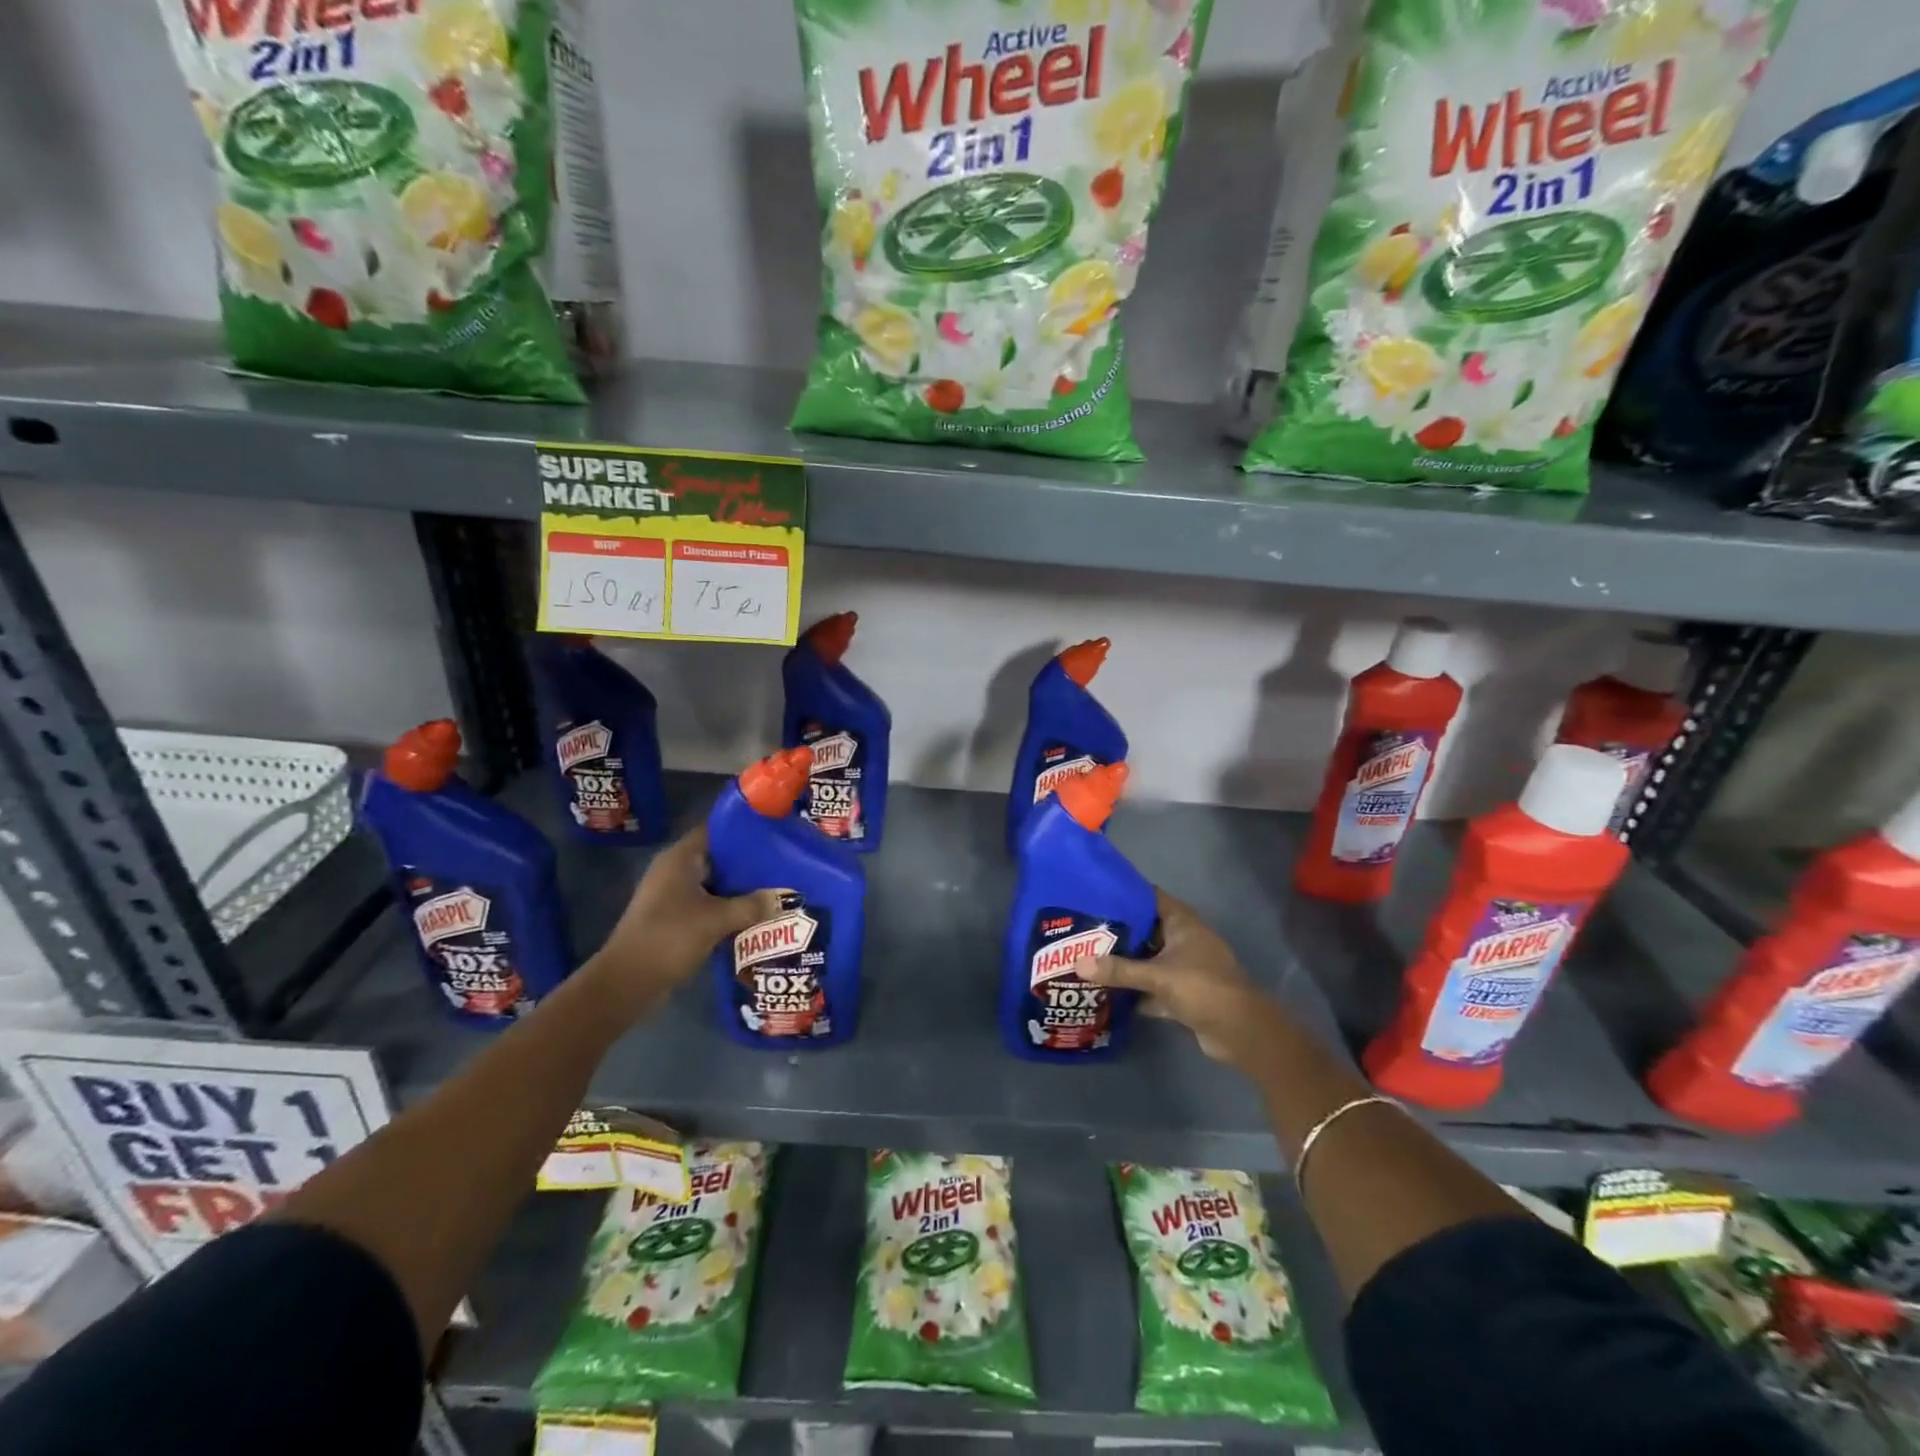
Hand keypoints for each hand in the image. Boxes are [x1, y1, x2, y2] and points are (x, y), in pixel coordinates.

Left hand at [588, 827, 783, 1011]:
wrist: (627, 982)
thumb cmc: (669, 937)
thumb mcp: (717, 919)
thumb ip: (753, 905)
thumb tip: (786, 897)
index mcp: (680, 858)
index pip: (716, 830)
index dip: (744, 829)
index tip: (774, 832)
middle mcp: (675, 871)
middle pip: (718, 857)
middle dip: (749, 861)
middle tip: (784, 862)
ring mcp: (673, 896)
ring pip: (716, 883)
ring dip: (741, 888)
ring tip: (777, 887)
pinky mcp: (675, 919)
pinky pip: (710, 904)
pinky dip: (730, 908)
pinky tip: (756, 915)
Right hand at [1086, 890, 1285, 1069]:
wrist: (1242, 1032)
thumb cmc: (1203, 988)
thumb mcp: (1158, 976)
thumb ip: (1119, 970)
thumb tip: (1077, 963)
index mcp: (1182, 923)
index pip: (1150, 897)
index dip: (1124, 893)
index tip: (1093, 893)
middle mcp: (1183, 940)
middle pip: (1145, 929)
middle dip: (1117, 931)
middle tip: (1082, 929)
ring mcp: (1184, 967)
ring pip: (1147, 959)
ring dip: (1125, 961)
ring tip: (1087, 957)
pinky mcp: (1183, 993)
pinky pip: (1152, 985)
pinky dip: (1135, 989)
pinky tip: (1107, 991)